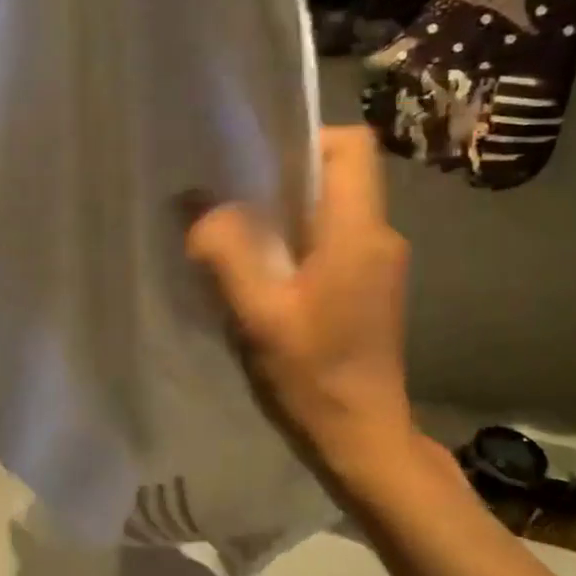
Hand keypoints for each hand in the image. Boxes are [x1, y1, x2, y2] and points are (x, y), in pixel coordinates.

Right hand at [187, 127, 419, 483]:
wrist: (362, 436)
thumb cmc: (313, 374)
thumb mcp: (258, 314)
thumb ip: (226, 253)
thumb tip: (196, 204)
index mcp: (359, 233)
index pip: (352, 146)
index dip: (305, 139)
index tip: (255, 165)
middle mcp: (379, 236)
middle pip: (338, 174)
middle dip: (283, 178)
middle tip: (231, 203)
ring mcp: (378, 263)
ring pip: (331, 208)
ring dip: (285, 214)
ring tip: (237, 239)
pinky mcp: (369, 286)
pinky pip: (331, 240)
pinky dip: (295, 242)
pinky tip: (262, 275)